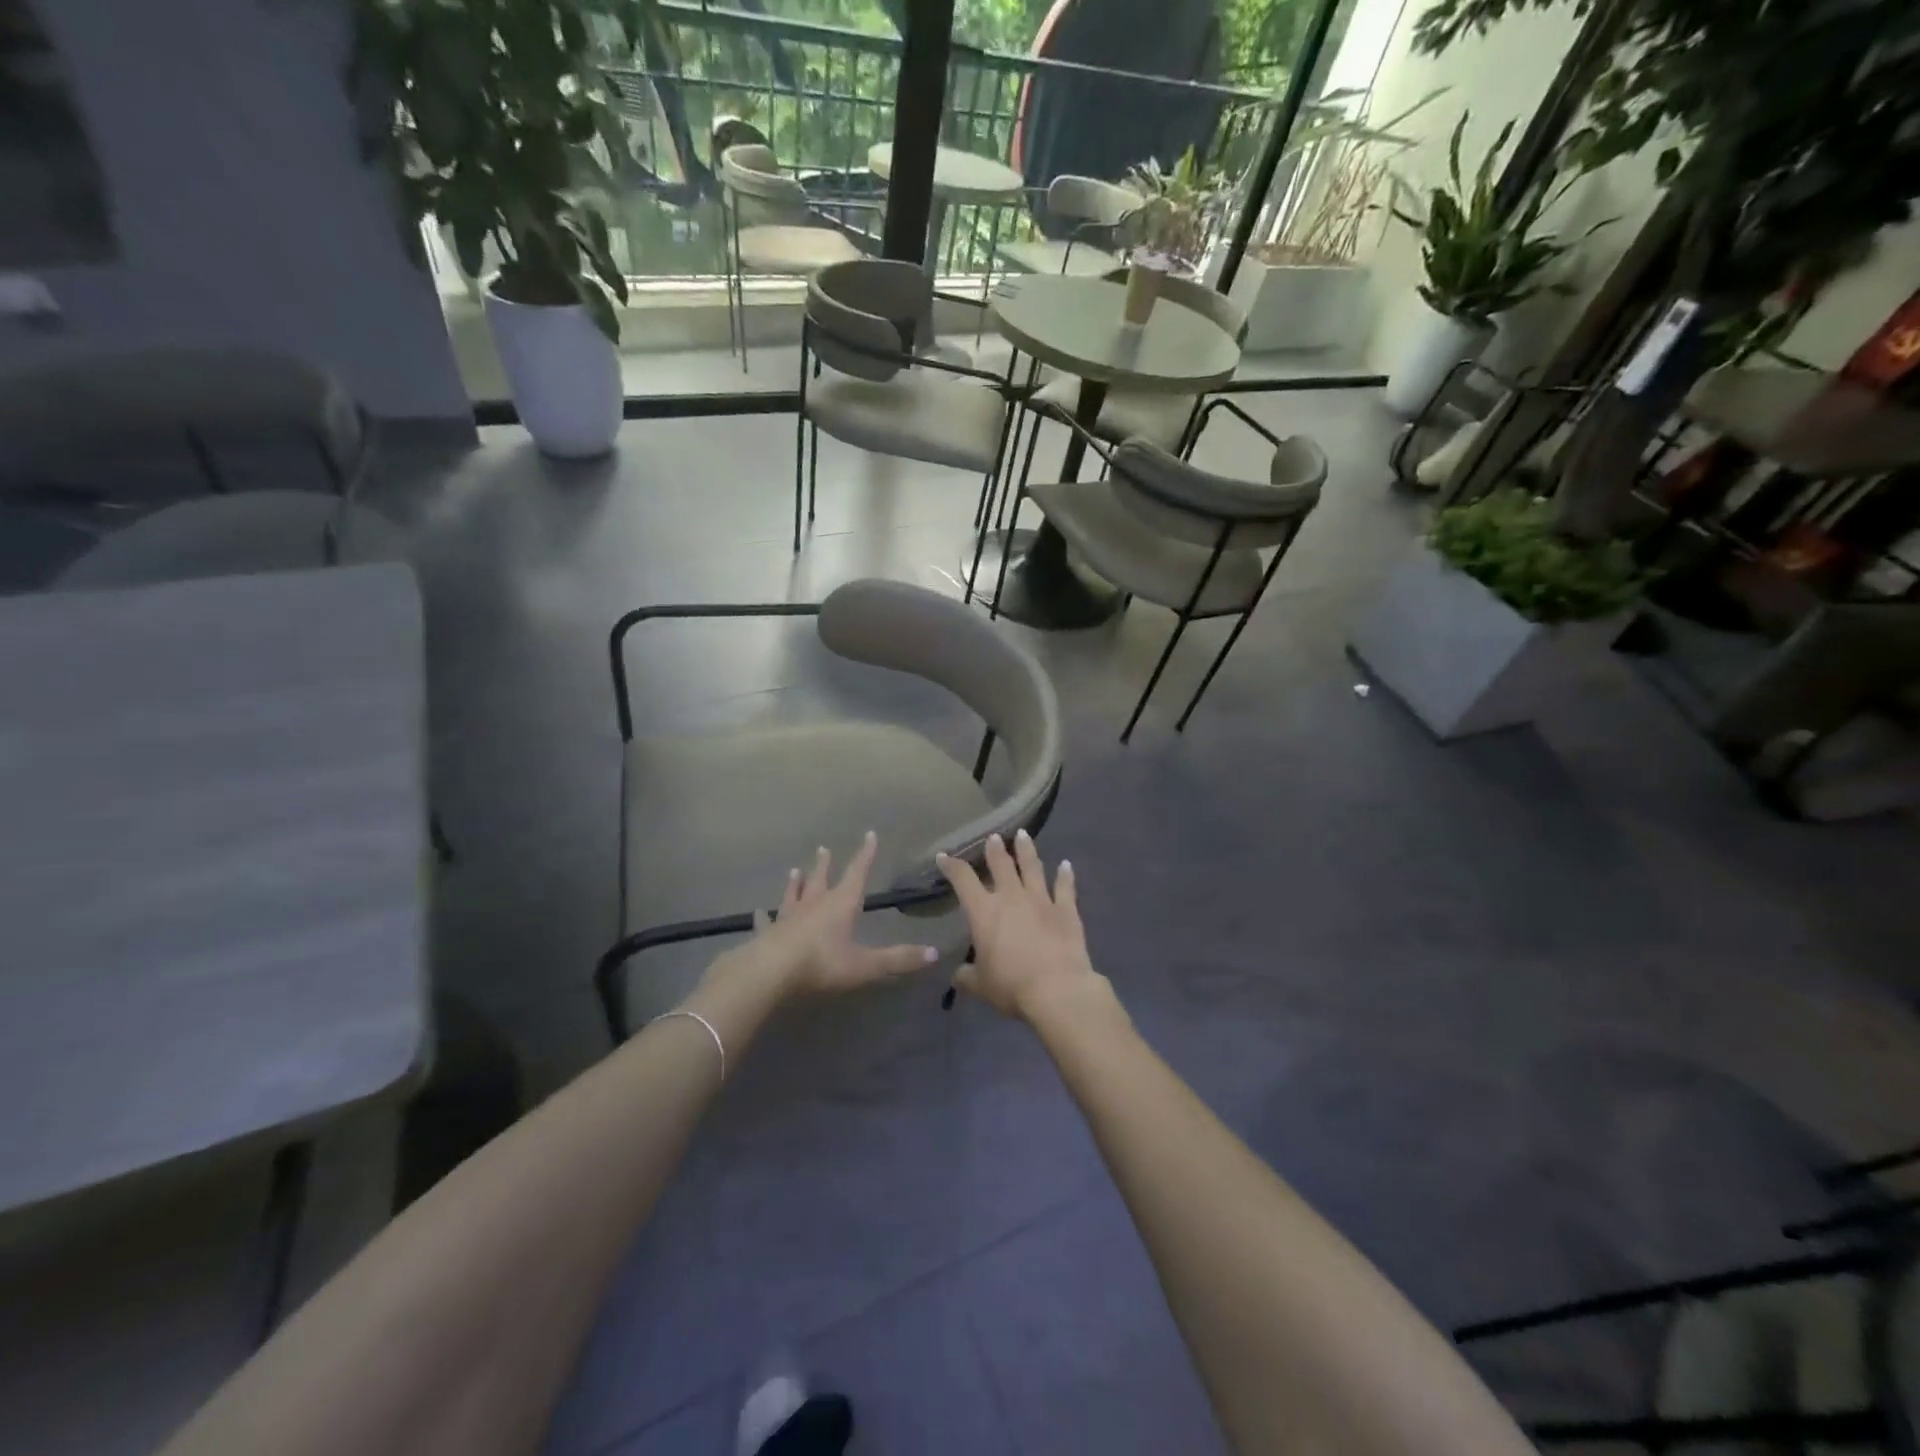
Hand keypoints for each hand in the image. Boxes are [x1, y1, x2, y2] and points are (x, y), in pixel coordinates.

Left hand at [713, 832, 937, 998]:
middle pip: (821, 879)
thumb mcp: (865, 964)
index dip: (865, 855)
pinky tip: (758, 912)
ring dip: (796, 883)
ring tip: (795, 870)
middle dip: (825, 865)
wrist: (769, 972)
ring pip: (794, 894)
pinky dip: (764, 916)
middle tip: (824, 849)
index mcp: (840, 904)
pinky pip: (767, 921)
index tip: (869, 835)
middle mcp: (814, 904)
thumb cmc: (821, 963)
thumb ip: (898, 959)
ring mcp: (788, 917)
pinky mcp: (767, 933)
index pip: (857, 873)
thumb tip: (934, 953)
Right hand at [937, 830, 1103, 1022]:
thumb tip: (957, 974)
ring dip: (1026, 850)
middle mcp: (1011, 897)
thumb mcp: (980, 985)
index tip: (944, 856)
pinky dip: (1066, 875)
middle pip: (1001, 865)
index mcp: (984, 912)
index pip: (963, 880)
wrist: (1057, 990)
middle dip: (994, 849)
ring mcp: (1041, 900)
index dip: (951, 866)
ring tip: (1023, 835)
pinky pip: (1065, 887)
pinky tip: (1066, 864)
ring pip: (1032, 867)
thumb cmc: (1011, 986)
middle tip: (993, 837)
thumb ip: (966, 976)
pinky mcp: (1066, 910)